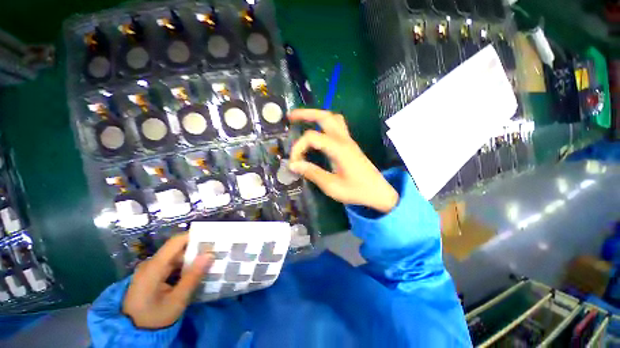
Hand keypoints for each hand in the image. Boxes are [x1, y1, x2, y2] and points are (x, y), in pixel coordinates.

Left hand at [122, 234, 212, 328]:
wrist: (133, 333)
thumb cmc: (154, 318)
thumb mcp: (177, 300)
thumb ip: (193, 276)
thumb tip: (210, 254)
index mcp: (153, 267)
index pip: (176, 242)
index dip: (195, 237)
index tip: (213, 239)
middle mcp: (151, 264)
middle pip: (178, 249)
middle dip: (197, 251)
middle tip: (215, 254)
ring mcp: (150, 269)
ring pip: (176, 257)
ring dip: (192, 260)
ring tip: (209, 263)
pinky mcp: (152, 275)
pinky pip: (171, 265)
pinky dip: (184, 267)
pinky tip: (195, 273)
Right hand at [288, 109, 398, 212]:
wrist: (378, 192)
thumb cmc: (357, 191)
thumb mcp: (332, 186)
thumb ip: (312, 173)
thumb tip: (293, 165)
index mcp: (339, 149)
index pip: (312, 138)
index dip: (298, 147)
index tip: (293, 163)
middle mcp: (344, 140)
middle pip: (325, 116)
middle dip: (306, 114)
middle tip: (291, 117)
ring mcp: (348, 140)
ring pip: (333, 118)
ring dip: (317, 115)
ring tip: (303, 120)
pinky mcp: (350, 144)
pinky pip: (337, 126)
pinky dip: (325, 123)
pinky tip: (318, 131)